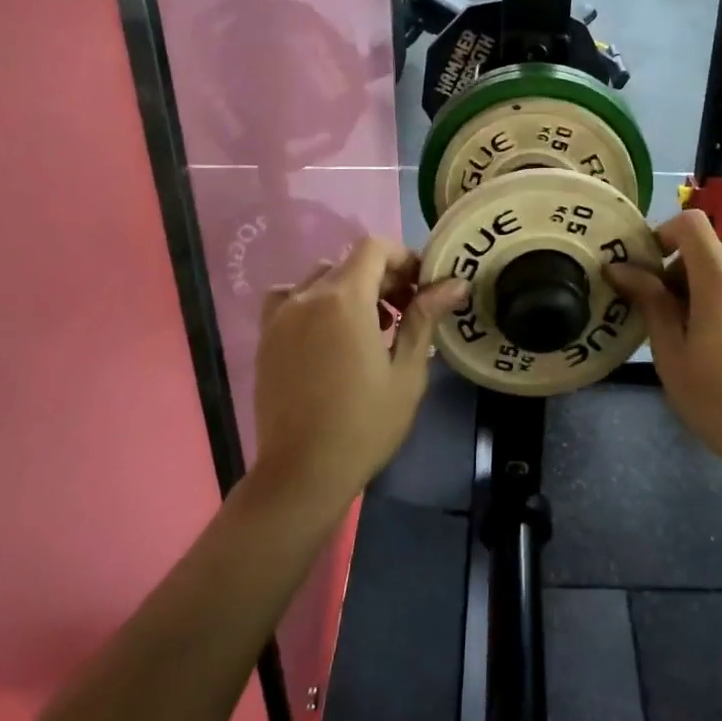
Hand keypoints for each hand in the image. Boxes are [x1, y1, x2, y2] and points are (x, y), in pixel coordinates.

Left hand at [252, 237, 466, 510]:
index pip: (374, 248)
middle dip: (382, 277)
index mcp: (344, 299)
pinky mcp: (266, 338)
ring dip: (348, 289)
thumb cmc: (365, 424)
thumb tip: (455, 283)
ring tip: (367, 326)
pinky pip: (289, 299)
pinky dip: (311, 302)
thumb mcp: (406, 372)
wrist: (303, 472)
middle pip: (349, 263)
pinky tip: (327, 334)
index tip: (421, 287)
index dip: (402, 258)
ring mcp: (281, 316)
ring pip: (319, 279)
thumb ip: (424, 318)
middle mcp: (307, 296)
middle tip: (405, 312)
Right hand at [607, 211, 721, 484]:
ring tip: (707, 325)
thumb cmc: (719, 402)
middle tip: (673, 310)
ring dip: (715, 278)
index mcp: (721, 281)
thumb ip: (650, 302)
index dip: (665, 233)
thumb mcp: (672, 355)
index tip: (651, 268)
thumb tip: (620, 268)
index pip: (692, 224)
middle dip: (686, 266)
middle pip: (713, 246)